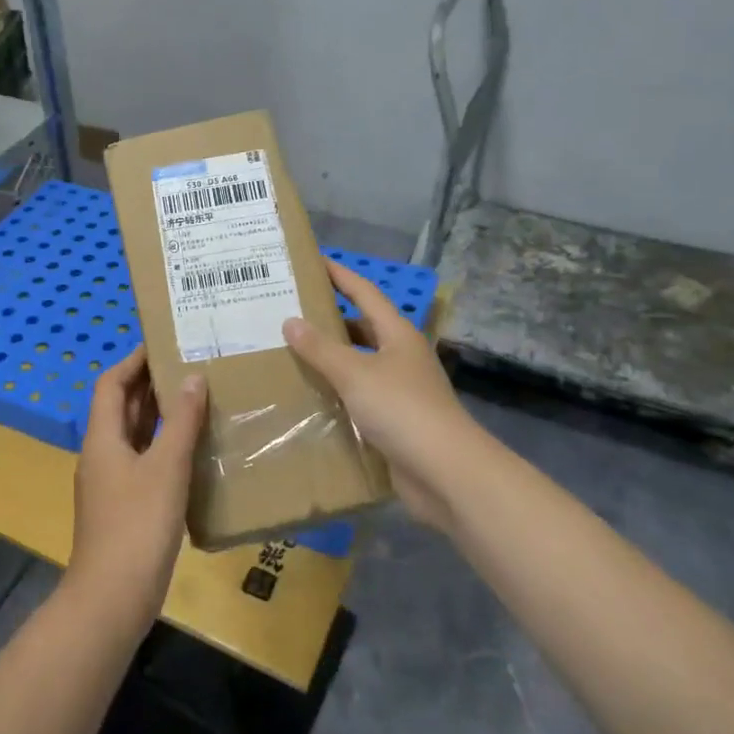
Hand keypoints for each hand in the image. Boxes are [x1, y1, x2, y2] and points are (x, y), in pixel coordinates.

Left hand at [67, 346, 206, 633]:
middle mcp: (101, 454)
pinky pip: (143, 461)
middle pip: (121, 407)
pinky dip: (164, 447)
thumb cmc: (138, 525)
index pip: (110, 384)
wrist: (113, 598)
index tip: (163, 343)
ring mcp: (111, 483)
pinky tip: (193, 450)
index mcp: (102, 438)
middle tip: (189, 365)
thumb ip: (181, 421)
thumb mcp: (166, 468)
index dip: (133, 361)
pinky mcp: (125, 506)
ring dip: (159, 415)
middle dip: (150, 384)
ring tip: (197, 398)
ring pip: (134, 435)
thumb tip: (193, 377)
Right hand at [283, 258, 484, 532]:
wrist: (445, 473)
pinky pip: (357, 397)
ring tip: (288, 350)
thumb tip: (290, 321)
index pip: (365, 293)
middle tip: (288, 310)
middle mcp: (399, 356)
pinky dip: (334, 392)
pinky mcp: (392, 421)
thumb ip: (321, 348)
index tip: (313, 261)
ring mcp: (398, 390)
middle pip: (361, 328)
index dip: (340, 275)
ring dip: (329, 358)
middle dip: (328, 318)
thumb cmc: (402, 410)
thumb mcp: (355, 374)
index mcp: (397, 335)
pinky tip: (307, 394)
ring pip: (357, 364)